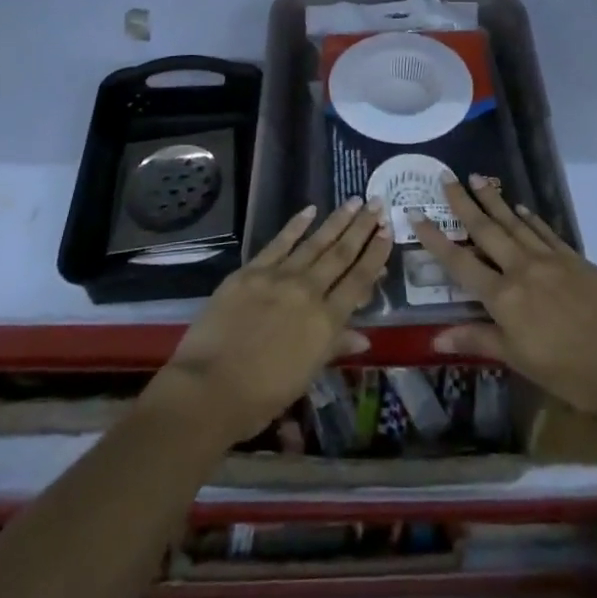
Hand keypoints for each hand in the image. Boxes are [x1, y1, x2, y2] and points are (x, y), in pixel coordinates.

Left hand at [151, 197, 389, 443]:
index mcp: (326, 322)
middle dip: (362, 228)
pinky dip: (296, 225)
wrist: (208, 388)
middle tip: (378, 203)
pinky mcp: (252, 270)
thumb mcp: (305, 376)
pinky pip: (280, 242)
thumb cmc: (260, 397)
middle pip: (341, 254)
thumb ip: (334, 348)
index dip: (375, 254)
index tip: (388, 231)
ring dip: (337, 220)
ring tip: (355, 200)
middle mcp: (308, 291)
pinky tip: (310, 209)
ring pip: (316, 242)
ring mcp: (279, 277)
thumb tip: (364, 336)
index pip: (358, 281)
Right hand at [412, 175, 596, 424]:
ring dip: (494, 201)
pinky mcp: (574, 257)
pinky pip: (544, 231)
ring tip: (477, 180)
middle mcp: (521, 269)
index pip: (460, 262)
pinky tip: (520, 209)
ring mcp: (549, 259)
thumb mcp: (520, 362)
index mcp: (503, 298)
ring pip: (514, 223)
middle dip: (464, 204)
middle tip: (447, 178)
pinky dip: (529, 218)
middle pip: (486, 230)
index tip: (417, 214)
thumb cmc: (571, 374)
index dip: (436, 239)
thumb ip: (478, 341)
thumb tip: (434, 339)